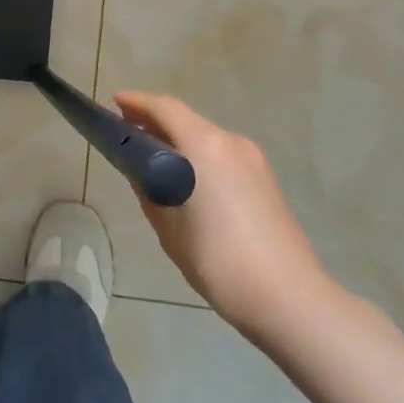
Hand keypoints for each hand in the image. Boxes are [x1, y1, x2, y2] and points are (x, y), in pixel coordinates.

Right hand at [115, 91, 337, 335]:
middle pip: (186, 119)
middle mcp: (231, 142)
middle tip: (126, 133)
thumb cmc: (219, 260)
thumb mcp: (169, 227)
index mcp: (205, 146)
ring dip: (177, 141)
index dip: (136, 102)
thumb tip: (139, 170)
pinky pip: (221, 155)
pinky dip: (198, 156)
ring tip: (151, 159)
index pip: (164, 108)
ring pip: (205, 138)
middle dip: (155, 122)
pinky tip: (186, 181)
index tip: (113, 104)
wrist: (290, 300)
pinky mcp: (265, 180)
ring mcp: (253, 161)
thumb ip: (148, 189)